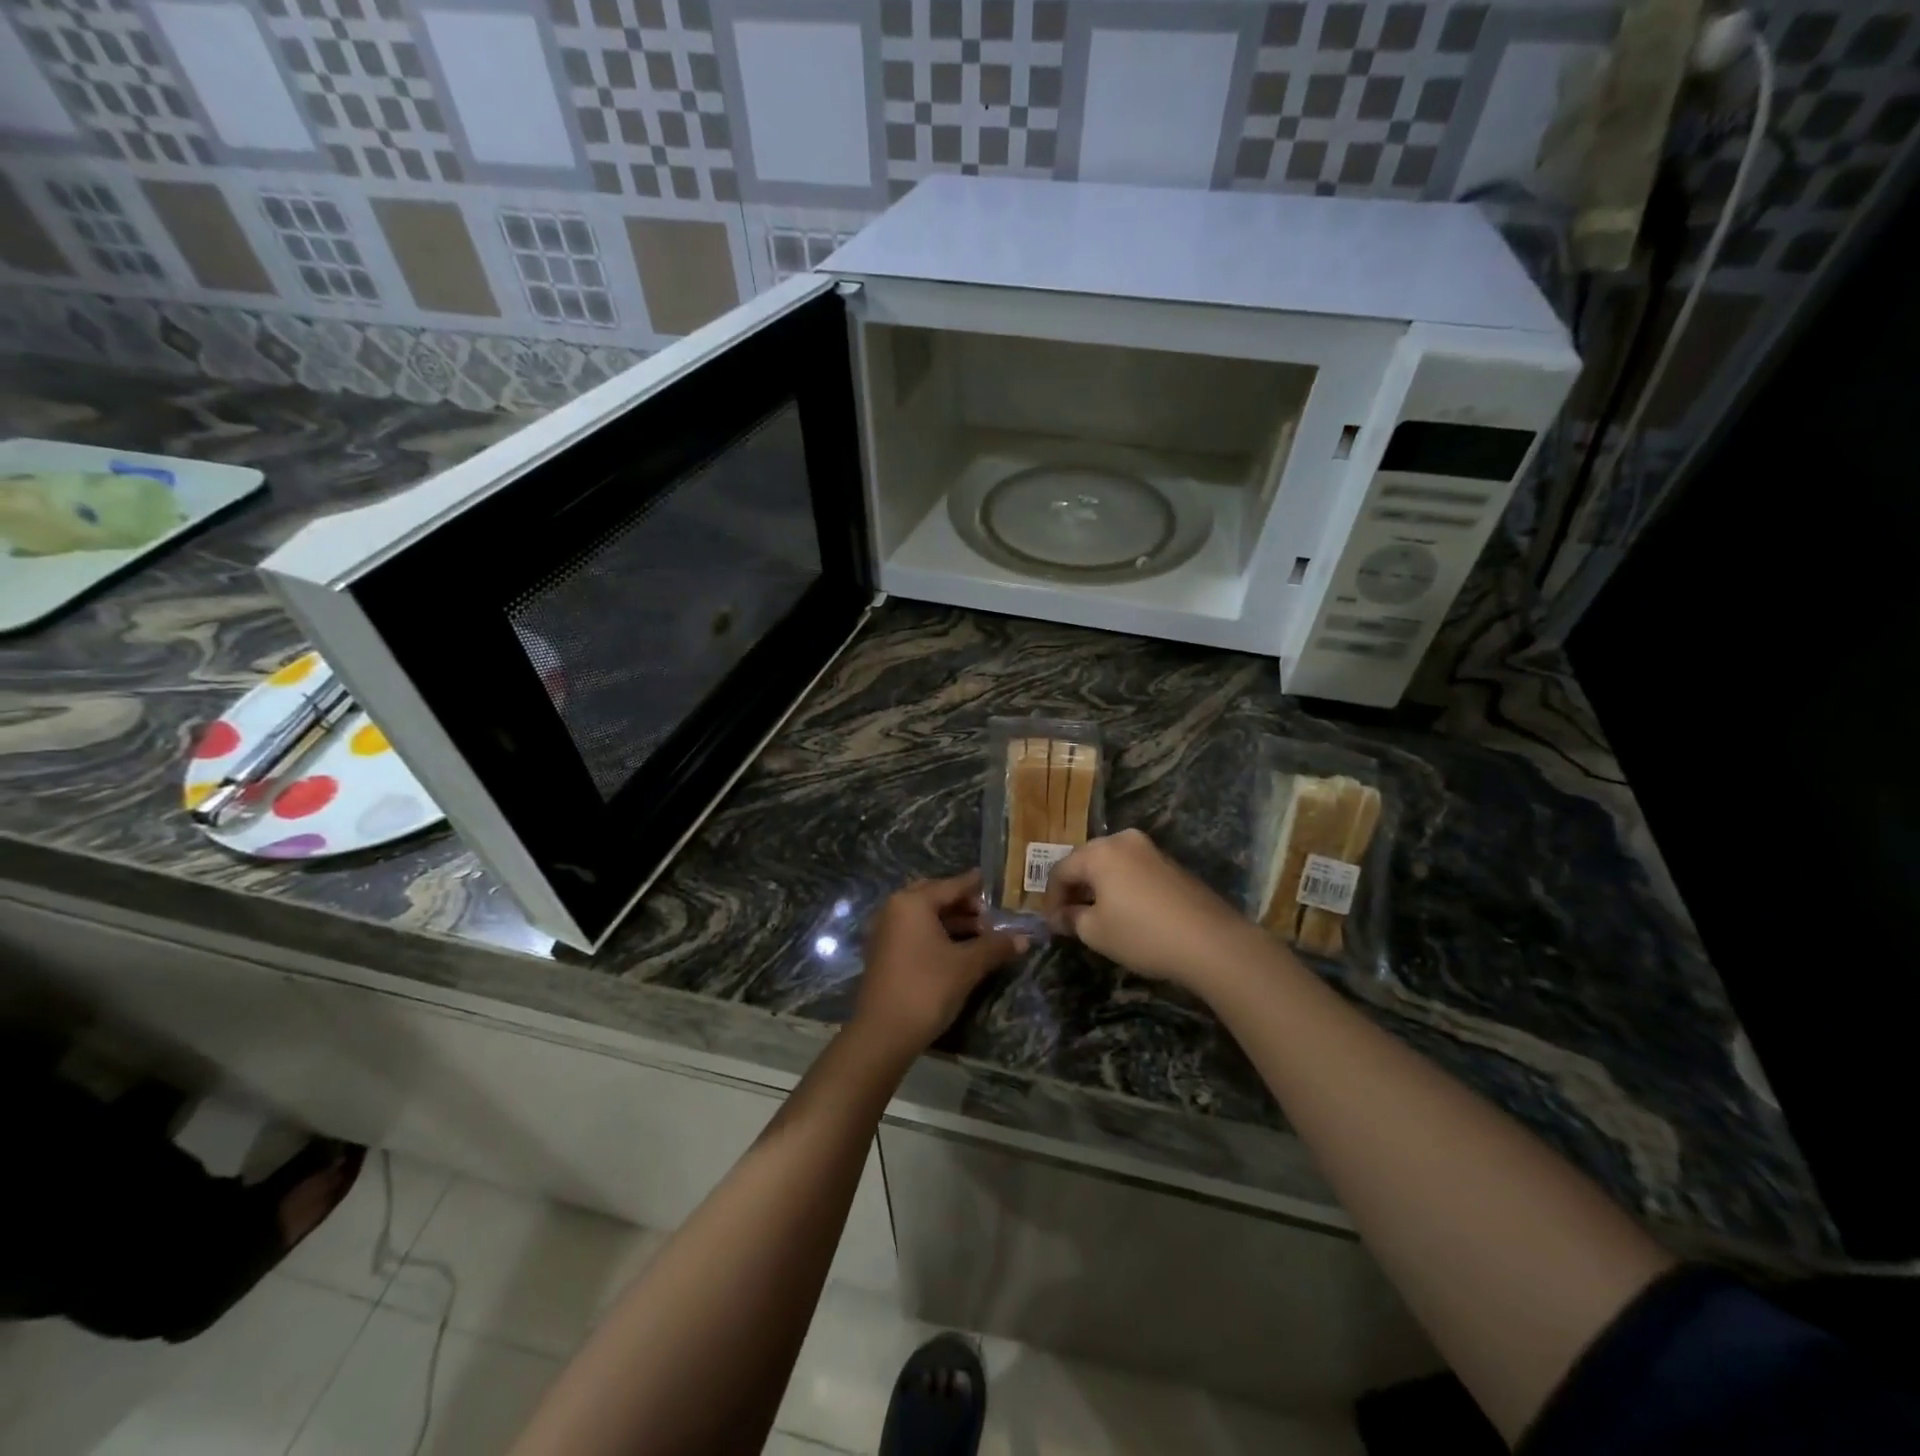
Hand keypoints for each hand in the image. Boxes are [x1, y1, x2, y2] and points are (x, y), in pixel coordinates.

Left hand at [852, 871, 1026, 1062]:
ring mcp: (885, 931)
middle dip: (962, 904)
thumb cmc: (927, 988)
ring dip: (951, 921)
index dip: (974, 885)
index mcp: (913, 902)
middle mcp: (894, 908)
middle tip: (988, 915)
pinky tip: (957, 949)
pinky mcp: (883, 952)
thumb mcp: (967, 965)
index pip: (951, 885)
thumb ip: (995, 946)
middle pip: (935, 897)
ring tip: (981, 934)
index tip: (992, 881)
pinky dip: (936, 933)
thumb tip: (1024, 938)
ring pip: (924, 915)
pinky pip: (914, 931)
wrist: (883, 1033)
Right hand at [1042, 829, 1264, 990]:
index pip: (1061, 870)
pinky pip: (1133, 871)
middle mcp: (1124, 841)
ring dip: (1098, 888)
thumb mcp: (1096, 932)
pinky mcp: (1171, 865)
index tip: (1051, 924)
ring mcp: (1151, 850)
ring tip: (1094, 916)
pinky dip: (1120, 887)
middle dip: (1074, 889)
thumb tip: (1060, 916)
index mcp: (1100, 851)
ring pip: (1111, 865)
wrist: (1211, 942)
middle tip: (1068, 918)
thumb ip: (1071, 919)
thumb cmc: (1142, 934)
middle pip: (1086, 861)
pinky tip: (1124, 912)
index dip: (1050, 898)